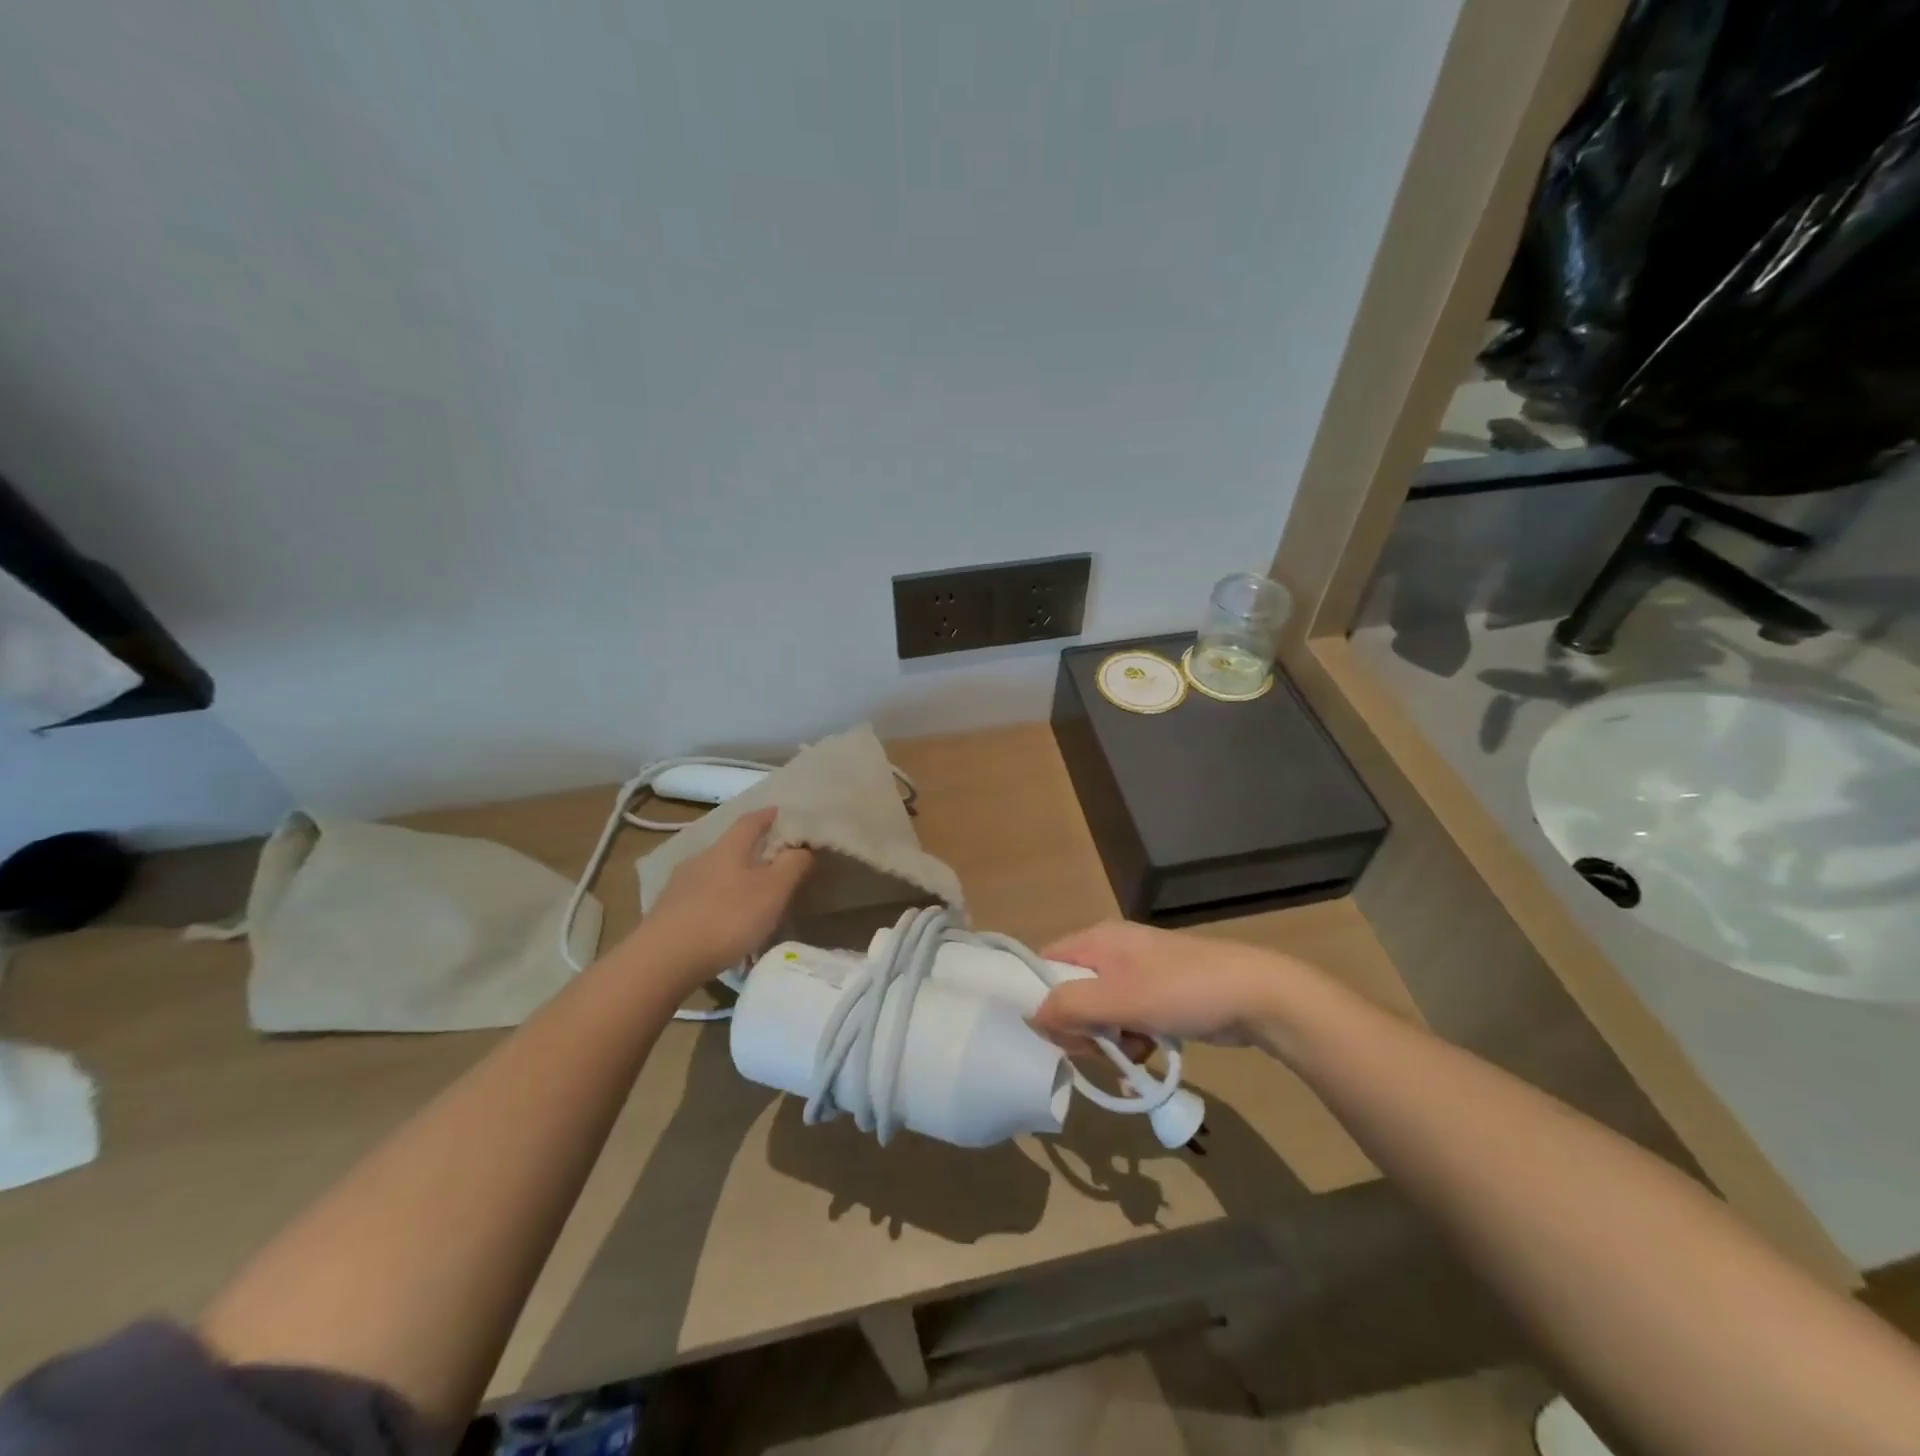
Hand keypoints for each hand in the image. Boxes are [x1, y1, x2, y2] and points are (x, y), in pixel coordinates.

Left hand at [632, 809, 812, 984]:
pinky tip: (724, 920)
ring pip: (714, 873)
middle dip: (752, 850)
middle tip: (774, 859)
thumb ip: (792, 865)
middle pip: (730, 846)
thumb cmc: (727, 917)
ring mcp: (680, 885)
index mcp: (728, 847)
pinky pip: (700, 898)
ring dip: (733, 878)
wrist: (664, 959)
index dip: (768, 815)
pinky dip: (717, 901)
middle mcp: (701, 858)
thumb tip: (803, 847)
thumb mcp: (773, 890)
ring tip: (751, 895)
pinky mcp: (668, 912)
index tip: (782, 812)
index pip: (751, 820)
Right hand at [1029, 920, 1308, 1046]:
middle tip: (1095, 1052)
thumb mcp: (1119, 999)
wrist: (1255, 995)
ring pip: (1101, 1012)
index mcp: (1098, 940)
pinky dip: (1132, 1041)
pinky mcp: (1160, 996)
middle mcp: (1113, 951)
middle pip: (1072, 991)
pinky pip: (1129, 1020)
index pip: (1048, 962)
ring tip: (1128, 1056)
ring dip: (1108, 1040)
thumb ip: (1070, 1006)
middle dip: (1079, 1027)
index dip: (1041, 997)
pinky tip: (1146, 1057)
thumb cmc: (1181, 990)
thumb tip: (1032, 1016)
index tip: (1050, 1034)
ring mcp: (1139, 974)